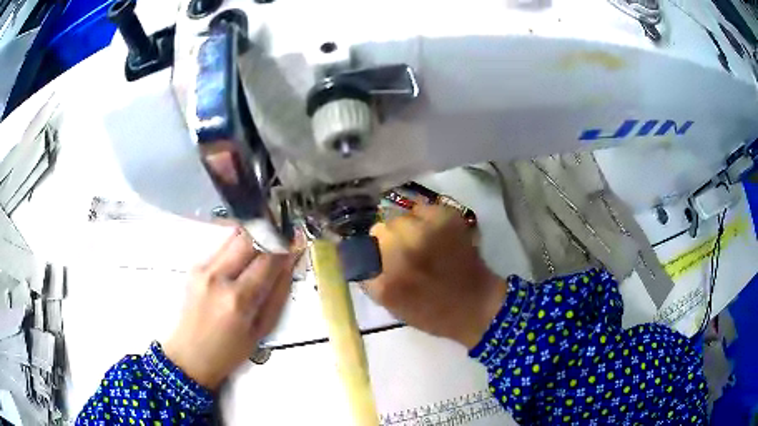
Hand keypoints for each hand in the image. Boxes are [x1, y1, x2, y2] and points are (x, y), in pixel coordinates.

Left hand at [164, 228, 297, 389]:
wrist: (190, 355)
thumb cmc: (230, 351)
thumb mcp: (262, 330)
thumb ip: (278, 294)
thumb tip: (289, 262)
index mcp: (238, 299)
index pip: (267, 258)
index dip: (285, 245)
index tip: (296, 240)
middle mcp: (218, 277)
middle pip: (248, 237)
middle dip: (269, 233)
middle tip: (281, 238)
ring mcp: (203, 268)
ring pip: (234, 236)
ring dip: (253, 237)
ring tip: (264, 245)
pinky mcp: (195, 266)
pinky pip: (222, 247)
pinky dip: (238, 247)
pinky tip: (243, 260)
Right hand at [364, 202, 507, 348]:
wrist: (475, 304)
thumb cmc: (432, 312)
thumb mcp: (391, 305)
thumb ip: (370, 279)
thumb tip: (360, 256)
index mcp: (388, 279)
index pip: (363, 250)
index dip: (373, 252)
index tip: (382, 258)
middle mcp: (404, 250)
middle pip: (381, 228)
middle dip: (389, 238)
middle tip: (404, 251)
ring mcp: (427, 231)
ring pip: (401, 216)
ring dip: (407, 227)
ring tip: (421, 241)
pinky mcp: (447, 218)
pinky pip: (423, 208)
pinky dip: (425, 217)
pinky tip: (435, 233)